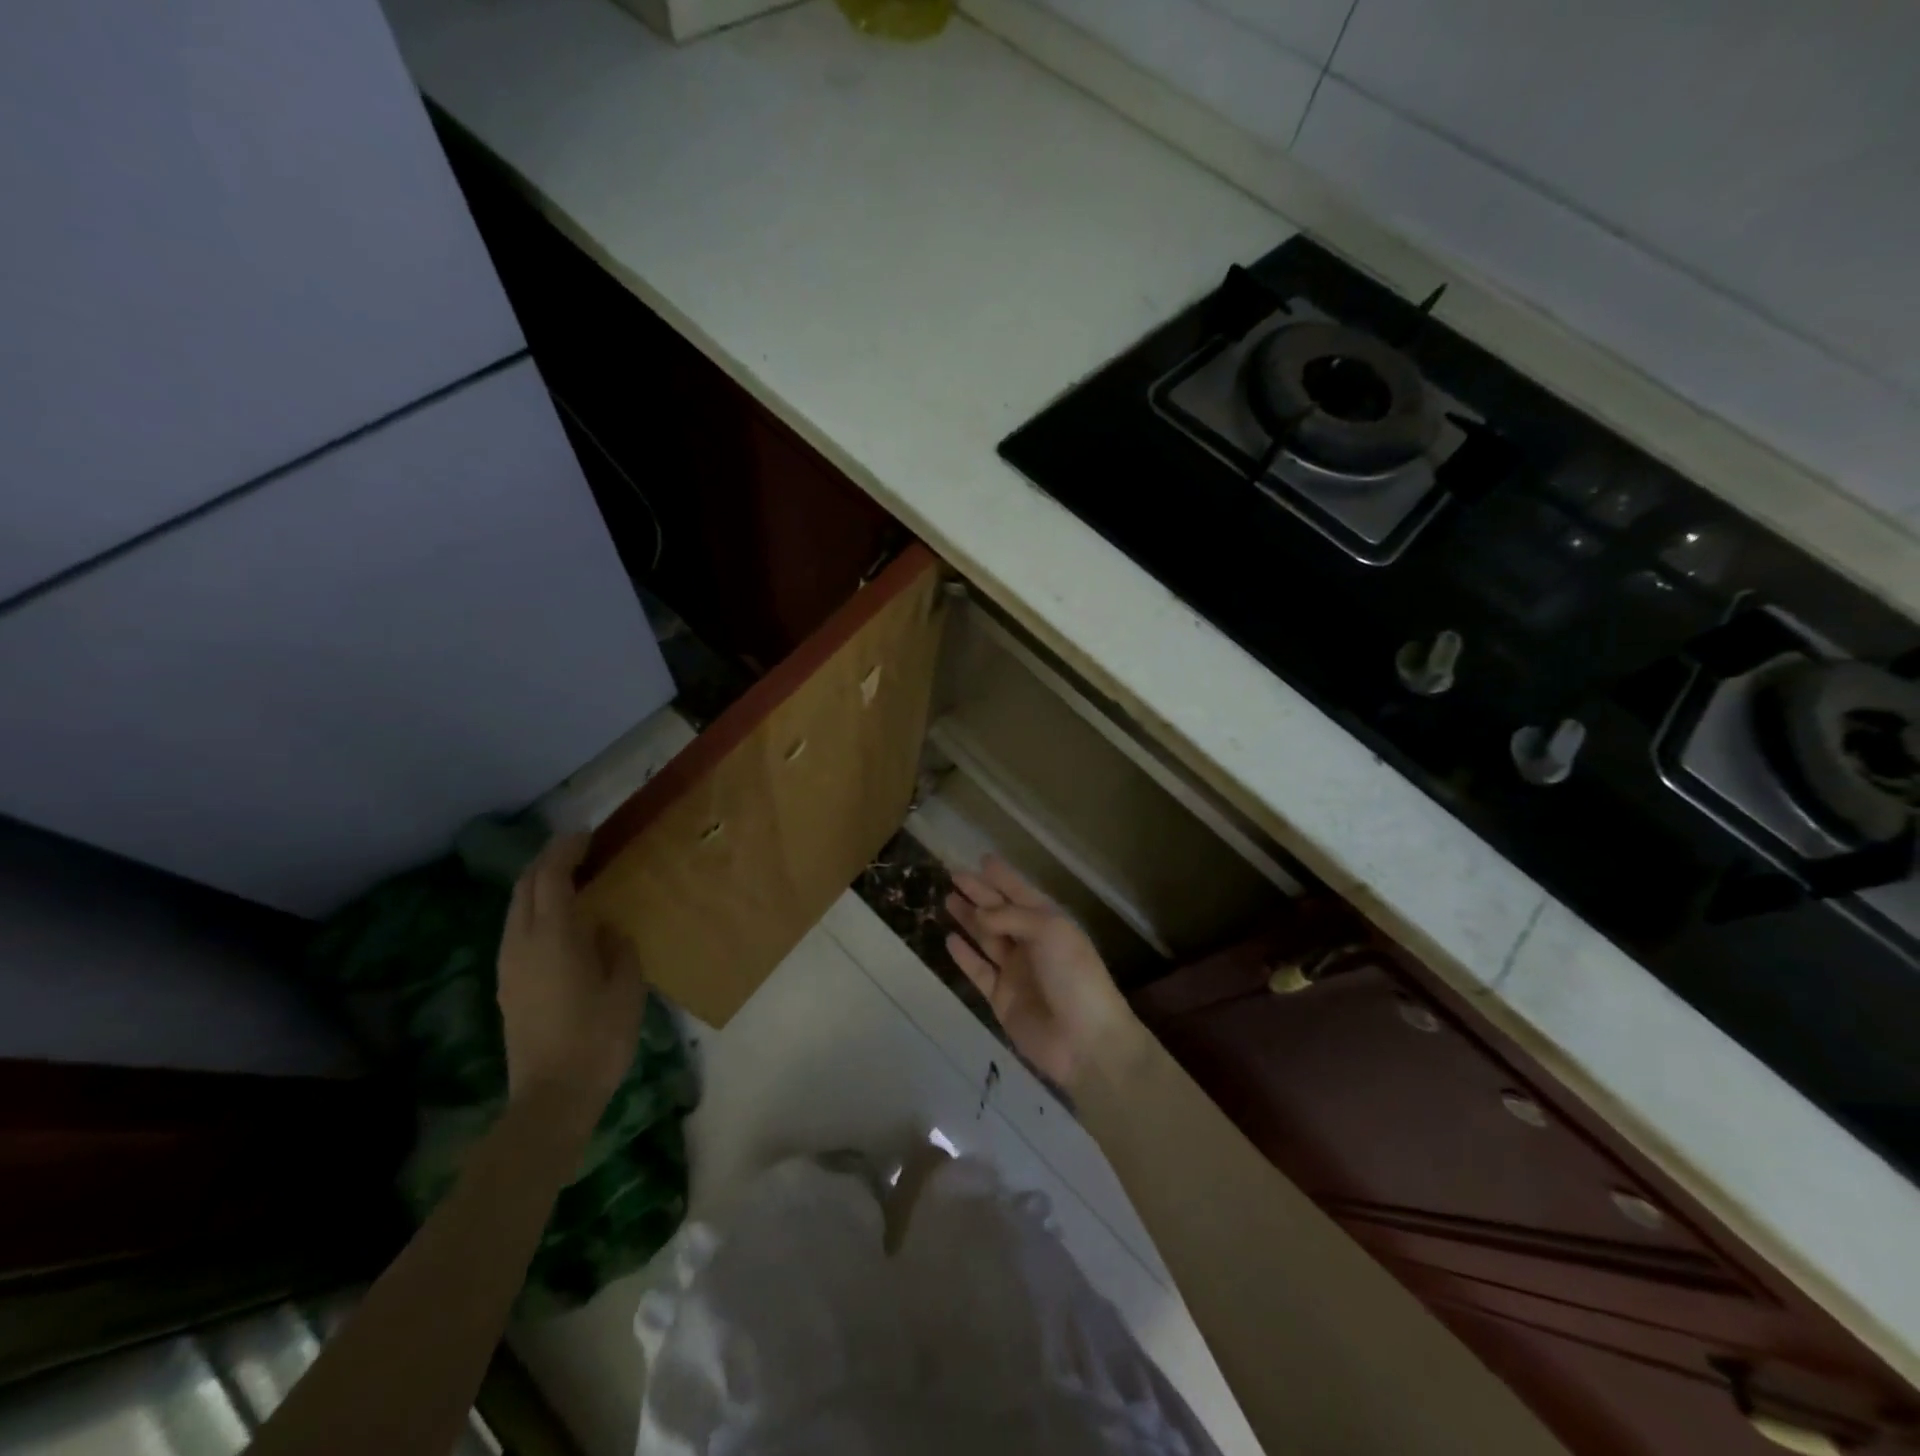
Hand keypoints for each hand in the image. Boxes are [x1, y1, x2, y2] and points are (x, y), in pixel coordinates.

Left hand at [497, 834, 649, 1128]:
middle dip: (548, 861)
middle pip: (525, 887)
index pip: (550, 877)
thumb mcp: (626, 987)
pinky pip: (516, 930)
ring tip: (573, 880)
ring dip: (539, 885)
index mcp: (552, 938)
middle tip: (580, 850)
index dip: (565, 850)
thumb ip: (617, 947)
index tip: (587, 835)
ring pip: (516, 908)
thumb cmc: (598, 1038)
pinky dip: (535, 910)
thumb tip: (605, 928)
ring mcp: (509, 965)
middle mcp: (521, 944)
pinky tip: (561, 921)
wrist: (552, 1097)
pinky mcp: (508, 985)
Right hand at [945, 857, 1141, 1091]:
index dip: (1002, 876)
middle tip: (953, 874)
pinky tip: (949, 940)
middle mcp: (1031, 943)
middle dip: (979, 892)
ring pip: (986, 938)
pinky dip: (964, 956)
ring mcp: (1015, 972)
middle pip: (999, 912)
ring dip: (968, 919)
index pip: (1021, 892)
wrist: (1085, 1041)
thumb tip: (979, 914)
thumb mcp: (1049, 931)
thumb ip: (1010, 917)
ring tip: (947, 900)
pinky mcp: (1001, 998)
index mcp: (1050, 923)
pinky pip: (978, 970)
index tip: (982, 858)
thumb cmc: (1073, 976)